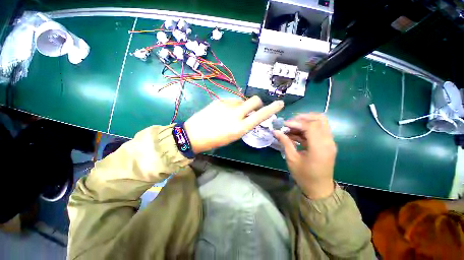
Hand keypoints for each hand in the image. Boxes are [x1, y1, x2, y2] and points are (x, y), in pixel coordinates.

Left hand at [184, 96, 283, 152]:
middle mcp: (236, 114)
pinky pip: (231, 100)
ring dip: (242, 105)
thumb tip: (249, 116)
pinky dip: (232, 104)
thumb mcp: (233, 136)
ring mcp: (227, 105)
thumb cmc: (214, 140)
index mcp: (240, 127)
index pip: (260, 115)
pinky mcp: (219, 100)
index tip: (280, 103)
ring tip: (232, 113)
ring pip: (242, 100)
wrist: (193, 134)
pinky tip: (223, 111)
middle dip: (257, 103)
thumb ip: (243, 125)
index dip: (272, 109)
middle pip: (254, 100)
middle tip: (251, 109)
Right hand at [273, 113, 336, 198]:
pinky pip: (318, 130)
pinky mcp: (327, 144)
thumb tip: (276, 131)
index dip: (296, 122)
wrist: (319, 189)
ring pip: (320, 123)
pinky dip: (307, 129)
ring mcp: (329, 142)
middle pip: (320, 119)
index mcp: (320, 147)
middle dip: (303, 117)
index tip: (284, 124)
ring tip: (290, 128)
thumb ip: (285, 142)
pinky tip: (295, 134)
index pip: (310, 126)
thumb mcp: (292, 159)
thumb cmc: (304, 176)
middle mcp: (328, 141)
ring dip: (305, 122)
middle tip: (290, 122)